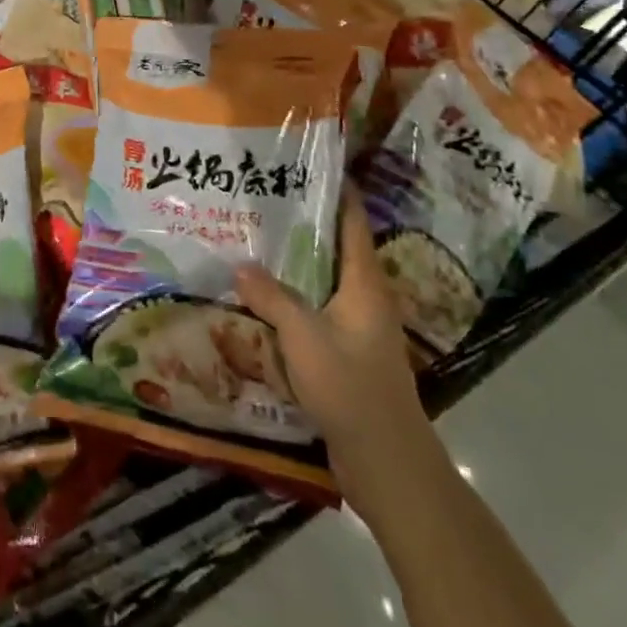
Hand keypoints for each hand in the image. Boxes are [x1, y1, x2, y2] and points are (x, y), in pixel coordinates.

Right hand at [236, 179, 435, 512]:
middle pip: (336, 249)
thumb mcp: (303, 336)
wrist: (385, 461)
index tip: (311, 165)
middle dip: (305, 224)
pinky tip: (262, 297)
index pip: (353, 223)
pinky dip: (292, 297)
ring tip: (255, 241)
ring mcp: (357, 327)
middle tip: (264, 200)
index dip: (338, 192)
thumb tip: (240, 265)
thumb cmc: (350, 386)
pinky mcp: (346, 353)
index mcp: (364, 284)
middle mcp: (365, 298)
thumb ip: (271, 298)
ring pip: (323, 281)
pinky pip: (316, 310)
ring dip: (295, 263)